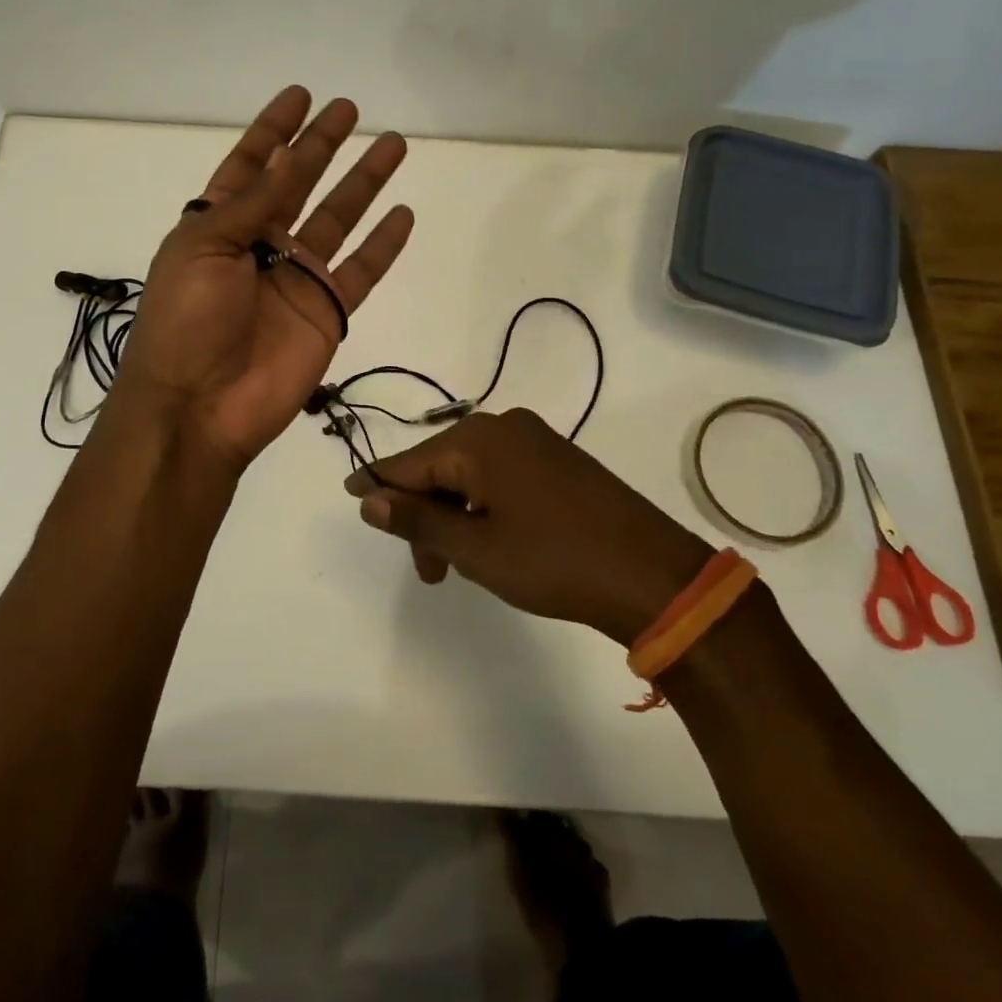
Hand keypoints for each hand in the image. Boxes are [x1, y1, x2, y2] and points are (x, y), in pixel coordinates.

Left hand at [115, 86, 414, 469]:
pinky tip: (403, 214)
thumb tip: (286, 153)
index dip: (273, 131)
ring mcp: (296, 279)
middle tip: (349, 109)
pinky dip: (383, 245)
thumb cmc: (186, 319)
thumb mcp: (204, 246)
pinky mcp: (326, 312)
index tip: (300, 97)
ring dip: (364, 183)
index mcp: (219, 226)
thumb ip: (252, 201)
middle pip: (298, 184)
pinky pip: (362, 271)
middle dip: (321, 146)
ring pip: (339, 219)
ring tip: (393, 144)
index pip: (250, 166)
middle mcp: (260, 246)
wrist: (199, 405)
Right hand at [344, 408, 715, 644]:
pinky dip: (484, 506)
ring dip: (455, 515)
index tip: (348, 494)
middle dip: (425, 514)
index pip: (410, 462)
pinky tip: (491, 541)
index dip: (377, 482)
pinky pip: (502, 476)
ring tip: (461, 565)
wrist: (652, 575)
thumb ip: (417, 519)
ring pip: (472, 474)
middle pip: (441, 466)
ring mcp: (537, 441)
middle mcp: (506, 427)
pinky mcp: (559, 460)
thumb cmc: (554, 561)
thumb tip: (368, 498)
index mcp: (480, 439)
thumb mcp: (475, 547)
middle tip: (429, 570)